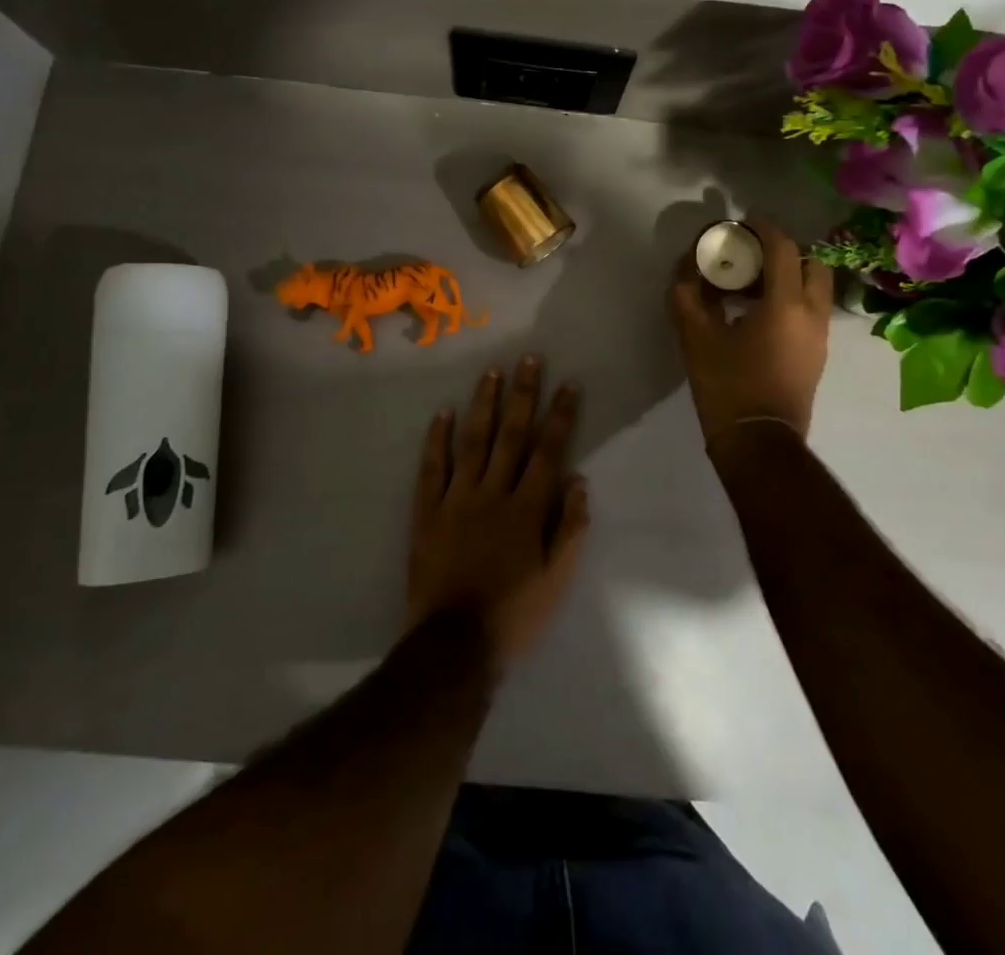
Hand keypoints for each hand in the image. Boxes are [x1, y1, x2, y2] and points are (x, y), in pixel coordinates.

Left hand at [406, 356, 589, 670]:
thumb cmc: (514, 614)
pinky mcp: (427, 512)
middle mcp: (493, 493)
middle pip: (511, 434)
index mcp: (527, 508)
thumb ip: (570, 528)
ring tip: (491, 372)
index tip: (567, 383)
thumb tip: (577, 479)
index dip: (560, 415)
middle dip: (523, 394)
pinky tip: (442, 414)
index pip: (548, 450)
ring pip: (472, 441)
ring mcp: (456, 499)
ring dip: (483, 404)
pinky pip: (432, 468)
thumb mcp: (557, 579)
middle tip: (528, 358)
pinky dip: (436, 440)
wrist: (453, 646)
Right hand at [668, 217, 833, 446]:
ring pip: (814, 287)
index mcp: (786, 304)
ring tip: (750, 285)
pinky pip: (811, 310)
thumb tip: (686, 269)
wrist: (759, 442)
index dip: (763, 228)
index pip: (783, 248)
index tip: (743, 223)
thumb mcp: (696, 336)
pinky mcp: (818, 354)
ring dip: (787, 275)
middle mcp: (813, 313)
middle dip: (783, 251)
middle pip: (810, 263)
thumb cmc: (727, 386)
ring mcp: (820, 336)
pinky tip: (757, 313)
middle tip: (751, 255)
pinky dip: (791, 298)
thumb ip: (687, 295)